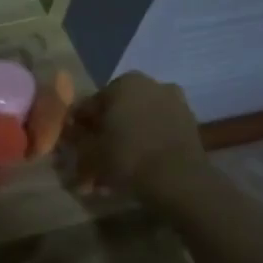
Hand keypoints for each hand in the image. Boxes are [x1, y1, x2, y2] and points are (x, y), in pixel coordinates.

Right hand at [74, 72, 206, 200]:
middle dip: (105, 133)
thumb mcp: (88, 150)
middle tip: (95, 157)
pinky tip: (137, 169)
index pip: (91, 104)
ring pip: (139, 123)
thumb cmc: (126, 156)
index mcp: (123, 83)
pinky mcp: (190, 125)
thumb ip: (76, 139)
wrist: (179, 179)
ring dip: (126, 142)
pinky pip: (158, 132)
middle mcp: (150, 85)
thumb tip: (72, 134)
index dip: (80, 126)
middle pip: (118, 111)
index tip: (74, 145)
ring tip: (115, 170)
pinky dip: (147, 146)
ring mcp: (174, 103)